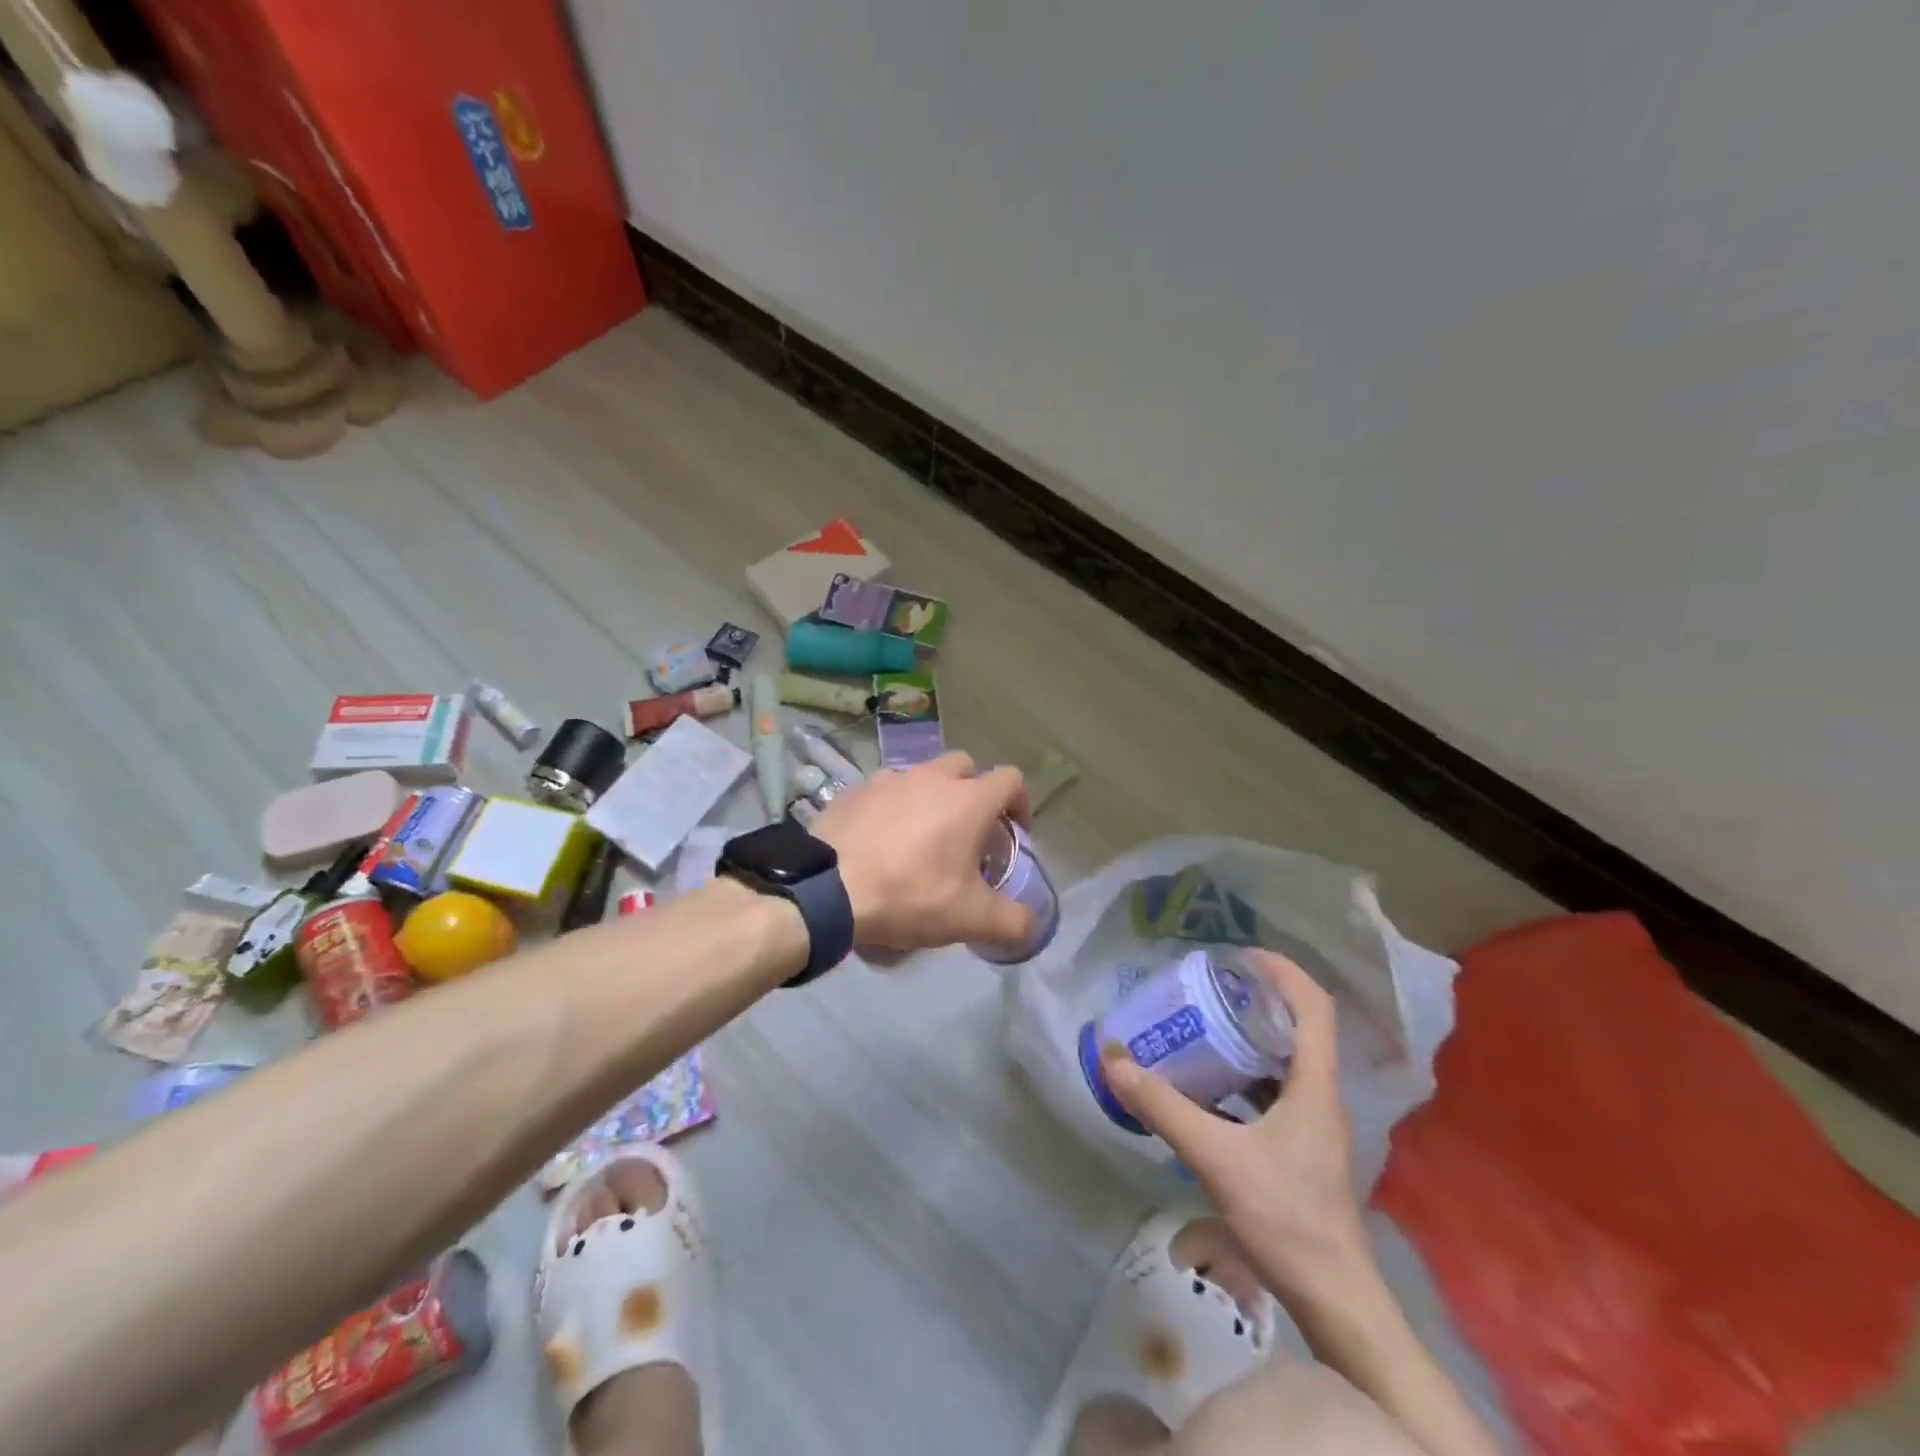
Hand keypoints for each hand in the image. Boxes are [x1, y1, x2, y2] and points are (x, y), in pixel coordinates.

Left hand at [812, 752, 1034, 952]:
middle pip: (965, 767)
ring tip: (920, 839)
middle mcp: (931, 777)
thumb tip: (1032, 926)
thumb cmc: (909, 894)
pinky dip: (892, 808)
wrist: (827, 888)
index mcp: (968, 800)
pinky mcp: (854, 790)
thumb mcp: (970, 919)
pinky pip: (884, 791)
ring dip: (931, 798)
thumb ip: (1013, 922)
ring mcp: (889, 779)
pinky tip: (880, 841)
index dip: (1019, 804)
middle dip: (973, 793)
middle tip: (967, 833)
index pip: (1010, 779)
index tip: (1013, 835)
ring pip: (922, 776)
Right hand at [1103, 951, 1372, 1302]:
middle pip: (1299, 1027)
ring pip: (1285, 1061)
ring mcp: (1314, 1125)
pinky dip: (1243, 1077)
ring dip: (1249, 1038)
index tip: (1239, 954)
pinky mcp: (1302, 1148)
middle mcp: (1320, 1095)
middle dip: (1257, 999)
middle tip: (1209, 987)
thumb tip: (1114, 1059)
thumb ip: (1163, 1107)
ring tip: (1202, 1026)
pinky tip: (1208, 1086)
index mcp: (1315, 1084)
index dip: (1283, 971)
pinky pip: (1273, 1093)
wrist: (1333, 1298)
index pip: (1314, 1006)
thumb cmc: (1286, 1216)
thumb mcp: (1215, 1155)